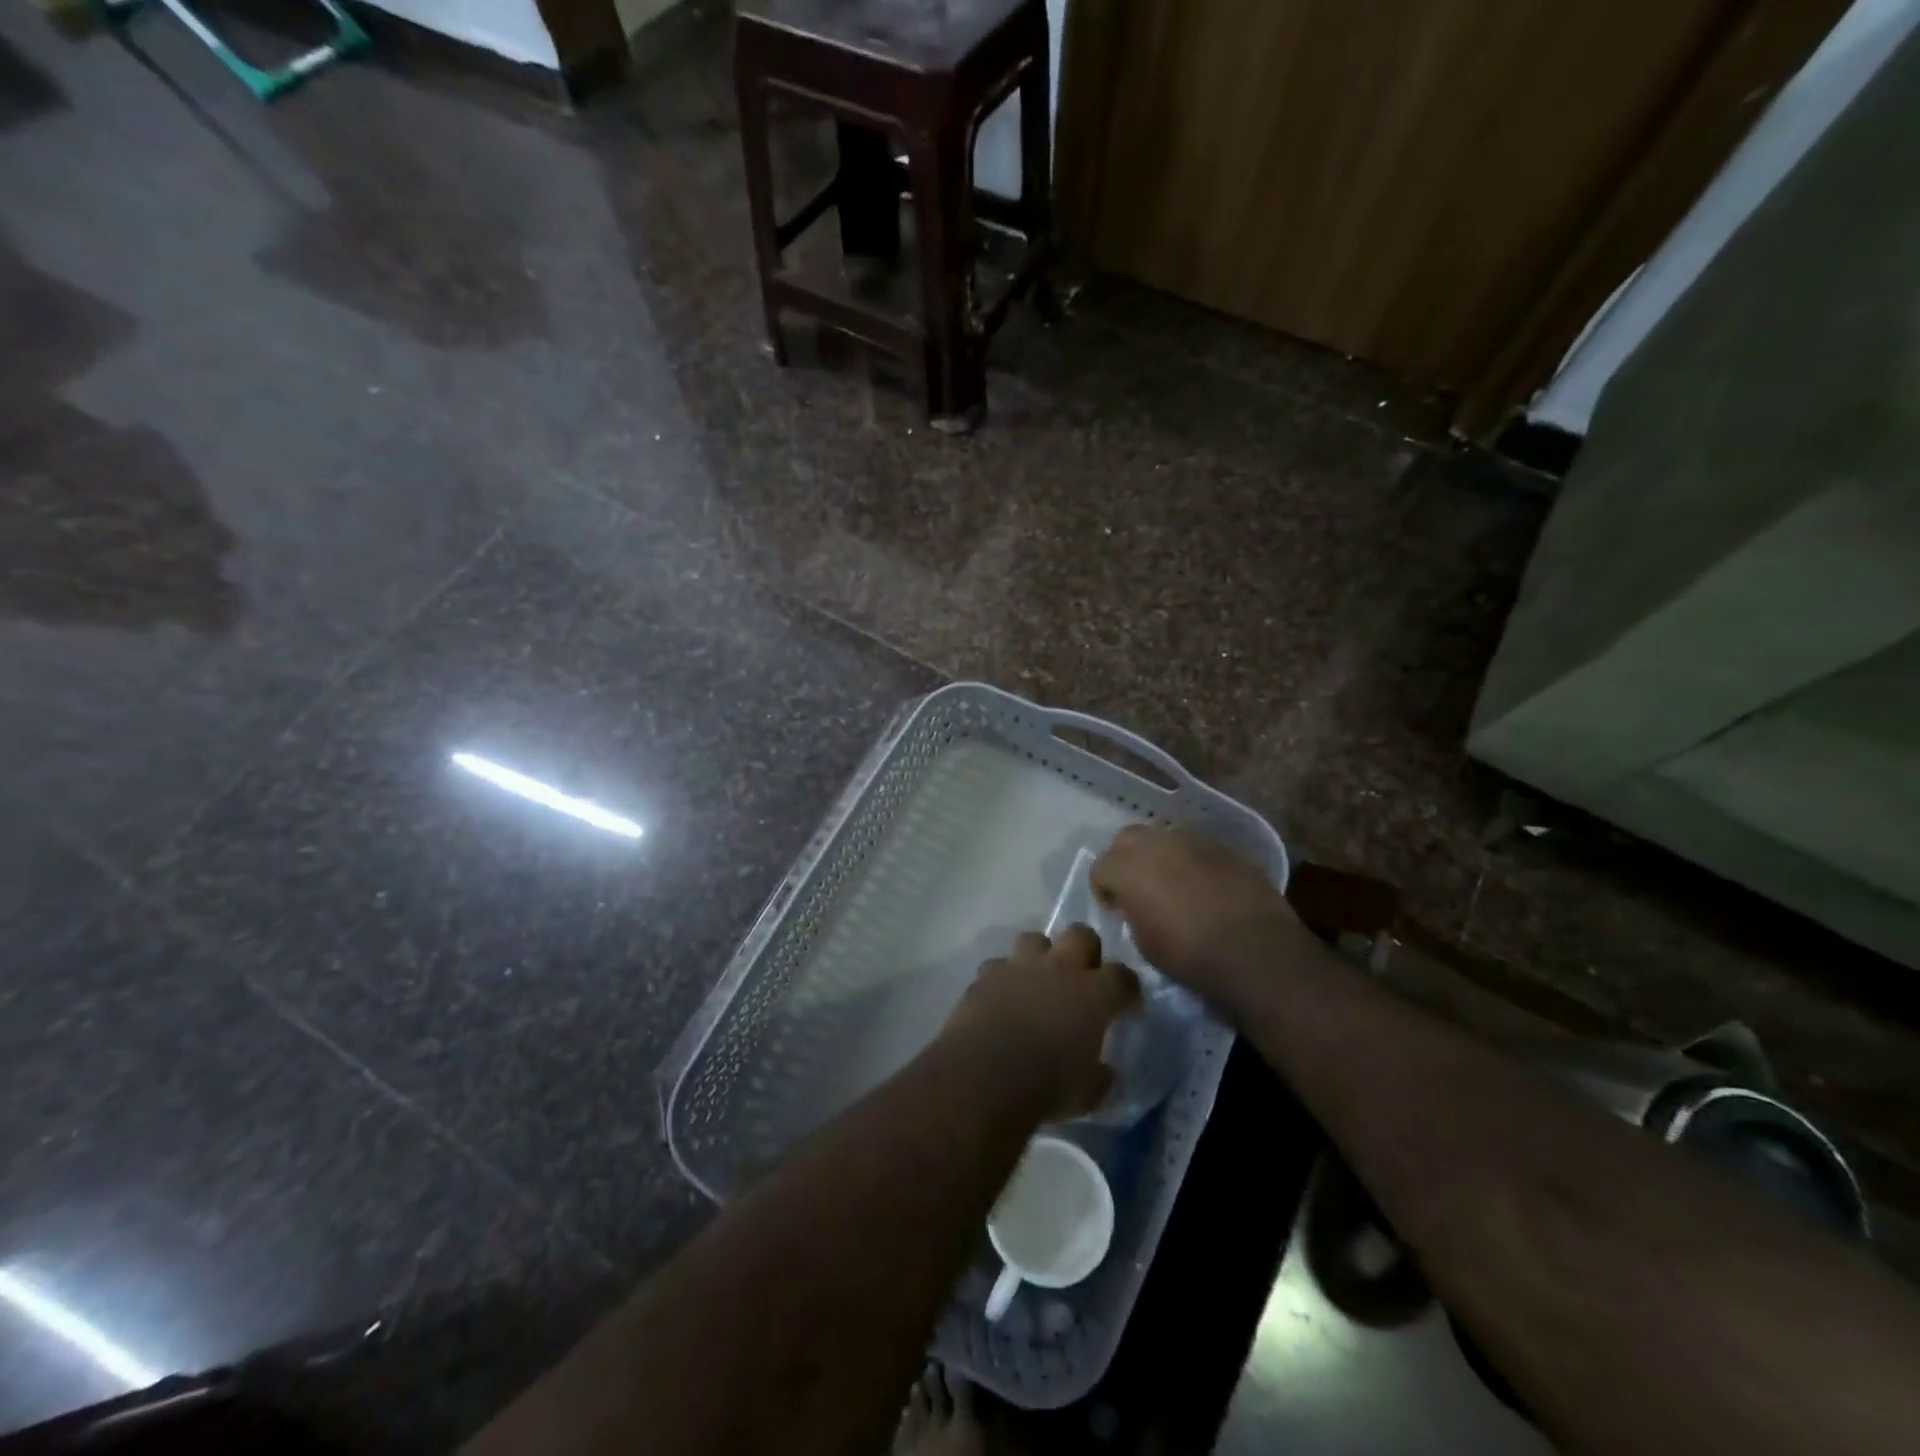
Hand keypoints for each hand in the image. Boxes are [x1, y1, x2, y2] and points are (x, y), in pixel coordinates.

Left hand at [943, 925, 1139, 1121]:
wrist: (986, 1073)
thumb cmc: (1047, 1085)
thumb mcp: (1088, 1093)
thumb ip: (1101, 1077)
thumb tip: (1105, 1073)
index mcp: (1094, 994)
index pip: (1122, 976)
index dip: (1127, 988)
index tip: (1127, 1004)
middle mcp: (1059, 968)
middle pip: (1080, 935)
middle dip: (1085, 950)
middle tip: (1082, 977)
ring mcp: (1020, 966)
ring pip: (1035, 939)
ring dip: (1040, 955)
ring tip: (1038, 979)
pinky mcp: (987, 974)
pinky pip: (998, 965)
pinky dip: (1003, 977)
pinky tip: (1002, 996)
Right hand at [1091, 825, 1300, 1001]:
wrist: (1255, 951)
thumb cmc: (1190, 955)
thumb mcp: (1144, 942)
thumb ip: (1132, 912)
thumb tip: (1136, 904)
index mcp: (1128, 868)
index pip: (1100, 866)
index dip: (1103, 888)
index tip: (1114, 908)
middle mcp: (1157, 844)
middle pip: (1127, 838)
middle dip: (1125, 858)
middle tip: (1136, 886)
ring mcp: (1193, 841)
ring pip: (1163, 836)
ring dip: (1159, 855)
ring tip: (1170, 881)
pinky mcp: (1224, 848)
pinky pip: (1196, 847)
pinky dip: (1191, 861)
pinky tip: (1202, 885)